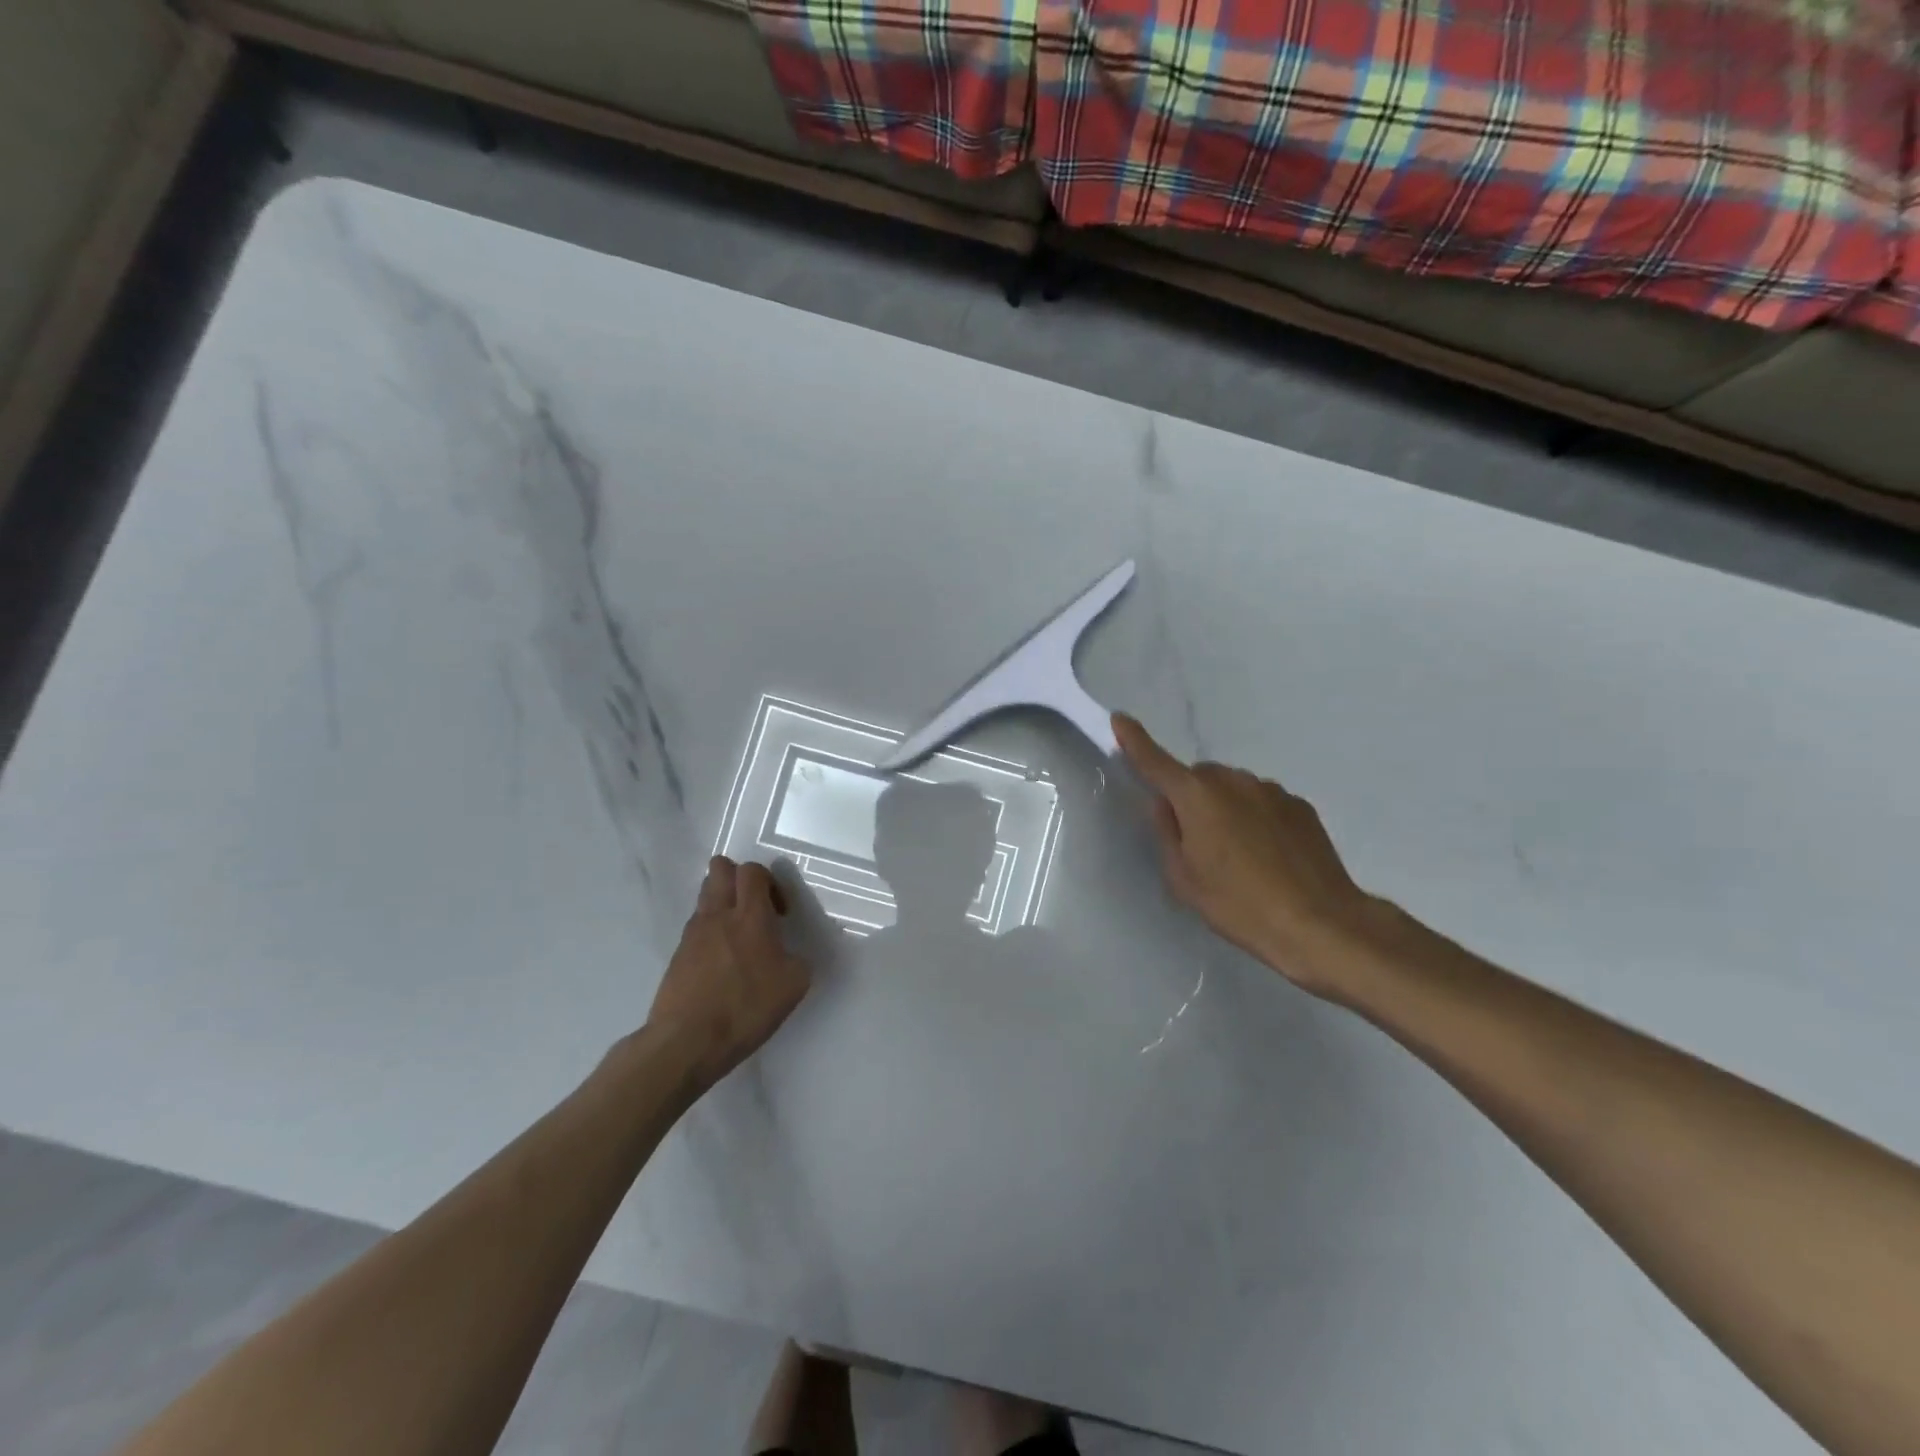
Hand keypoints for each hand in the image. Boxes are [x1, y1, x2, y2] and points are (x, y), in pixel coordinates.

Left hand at [647, 856, 812, 1089]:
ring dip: (723, 902)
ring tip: (738, 935)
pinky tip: (721, 962)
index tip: (780, 912)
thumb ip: (797, 960)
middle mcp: (718, 915)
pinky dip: (710, 931)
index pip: (752, 871)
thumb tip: (789, 955)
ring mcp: (693, 933)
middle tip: (755, 908)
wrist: (686, 1042)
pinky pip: (696, 925)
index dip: (770, 882)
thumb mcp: (794, 985)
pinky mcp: (677, 955)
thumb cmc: (745, 1008)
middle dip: (739, 878)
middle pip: (720, 868)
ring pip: (705, 894)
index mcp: (750, 916)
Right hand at [1113, 714, 1381, 998]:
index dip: (1135, 741)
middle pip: (1199, 777)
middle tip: (1196, 841)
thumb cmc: (1239, 905)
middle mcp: (1234, 781)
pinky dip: (1255, 818)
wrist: (1320, 923)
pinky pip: (1262, 802)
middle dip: (1191, 797)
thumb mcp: (1184, 879)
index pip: (1156, 762)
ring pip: (1233, 789)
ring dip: (1225, 808)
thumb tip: (1165, 805)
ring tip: (1237, 855)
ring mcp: (1271, 791)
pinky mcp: (1299, 806)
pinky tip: (1267, 857)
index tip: (1120, 719)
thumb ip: (1167, 834)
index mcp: (1197, 797)